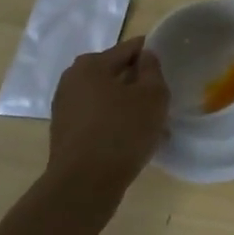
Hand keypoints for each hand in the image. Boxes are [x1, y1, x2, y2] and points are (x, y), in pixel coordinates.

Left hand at [45, 38, 169, 194]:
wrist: (84, 186)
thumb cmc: (123, 131)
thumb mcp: (153, 95)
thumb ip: (152, 69)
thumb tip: (145, 57)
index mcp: (91, 65)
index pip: (129, 49)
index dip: (151, 55)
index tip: (168, 68)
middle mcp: (72, 81)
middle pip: (115, 73)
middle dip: (137, 83)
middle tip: (160, 98)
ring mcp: (65, 109)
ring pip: (107, 98)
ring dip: (128, 106)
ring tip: (152, 123)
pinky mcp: (65, 134)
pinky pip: (98, 119)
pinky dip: (115, 123)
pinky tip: (134, 140)